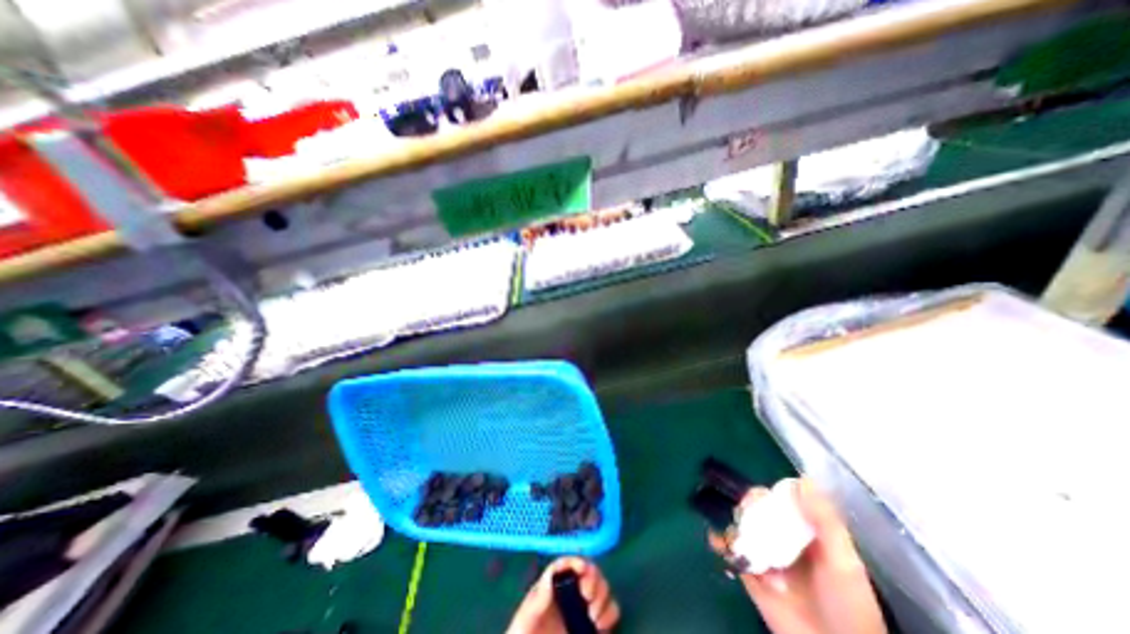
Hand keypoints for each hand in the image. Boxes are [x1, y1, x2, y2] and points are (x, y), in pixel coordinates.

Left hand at [507, 558, 621, 631]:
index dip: (576, 561)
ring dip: (602, 596)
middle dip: (593, 578)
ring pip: (602, 586)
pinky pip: (611, 609)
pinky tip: (600, 625)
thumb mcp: (527, 616)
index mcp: (554, 583)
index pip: (567, 564)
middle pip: (589, 570)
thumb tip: (550, 576)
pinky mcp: (595, 624)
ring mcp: (584, 607)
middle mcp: (571, 590)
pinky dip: (610, 613)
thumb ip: (538, 597)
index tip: (582, 569)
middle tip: (587, 596)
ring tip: (593, 616)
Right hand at [710, 479, 887, 633]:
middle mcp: (780, 537)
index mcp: (802, 530)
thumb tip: (802, 479)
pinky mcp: (749, 571)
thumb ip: (825, 521)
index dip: (768, 495)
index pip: (779, 500)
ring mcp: (763, 553)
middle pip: (756, 509)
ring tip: (740, 536)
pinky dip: (720, 541)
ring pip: (741, 525)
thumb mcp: (843, 561)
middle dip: (748, 507)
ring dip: (736, 525)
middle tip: (748, 515)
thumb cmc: (847, 606)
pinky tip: (717, 540)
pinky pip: (729, 549)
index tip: (762, 498)